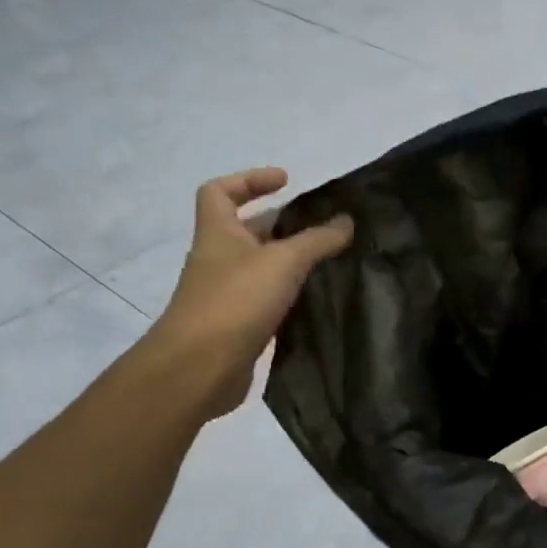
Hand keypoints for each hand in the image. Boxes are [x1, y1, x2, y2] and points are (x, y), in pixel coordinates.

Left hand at [147, 168, 353, 417]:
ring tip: (331, 261)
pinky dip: (291, 295)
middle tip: (324, 226)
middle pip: (247, 230)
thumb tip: (347, 221)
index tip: (286, 182)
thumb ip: (318, 240)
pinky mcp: (240, 326)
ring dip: (291, 262)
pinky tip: (319, 299)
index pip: (219, 191)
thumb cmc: (236, 301)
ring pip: (262, 267)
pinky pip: (269, 300)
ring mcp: (227, 294)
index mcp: (218, 233)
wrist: (199, 368)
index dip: (249, 180)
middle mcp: (219, 260)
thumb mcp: (284, 261)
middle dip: (283, 224)